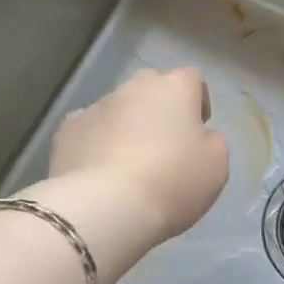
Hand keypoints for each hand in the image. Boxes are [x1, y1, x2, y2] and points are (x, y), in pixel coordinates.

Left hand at [48, 68, 229, 246]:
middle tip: (164, 145)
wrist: (106, 206)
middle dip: (158, 110)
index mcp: (174, 88)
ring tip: (129, 165)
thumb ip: (211, 140)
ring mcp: (96, 106)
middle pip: (151, 88)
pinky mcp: (67, 131)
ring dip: (126, 127)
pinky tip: (99, 172)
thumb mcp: (216, 164)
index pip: (191, 77)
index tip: (198, 128)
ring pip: (117, 109)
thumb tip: (197, 136)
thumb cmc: (172, 180)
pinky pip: (89, 130)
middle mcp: (133, 87)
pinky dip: (95, 144)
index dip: (197, 100)